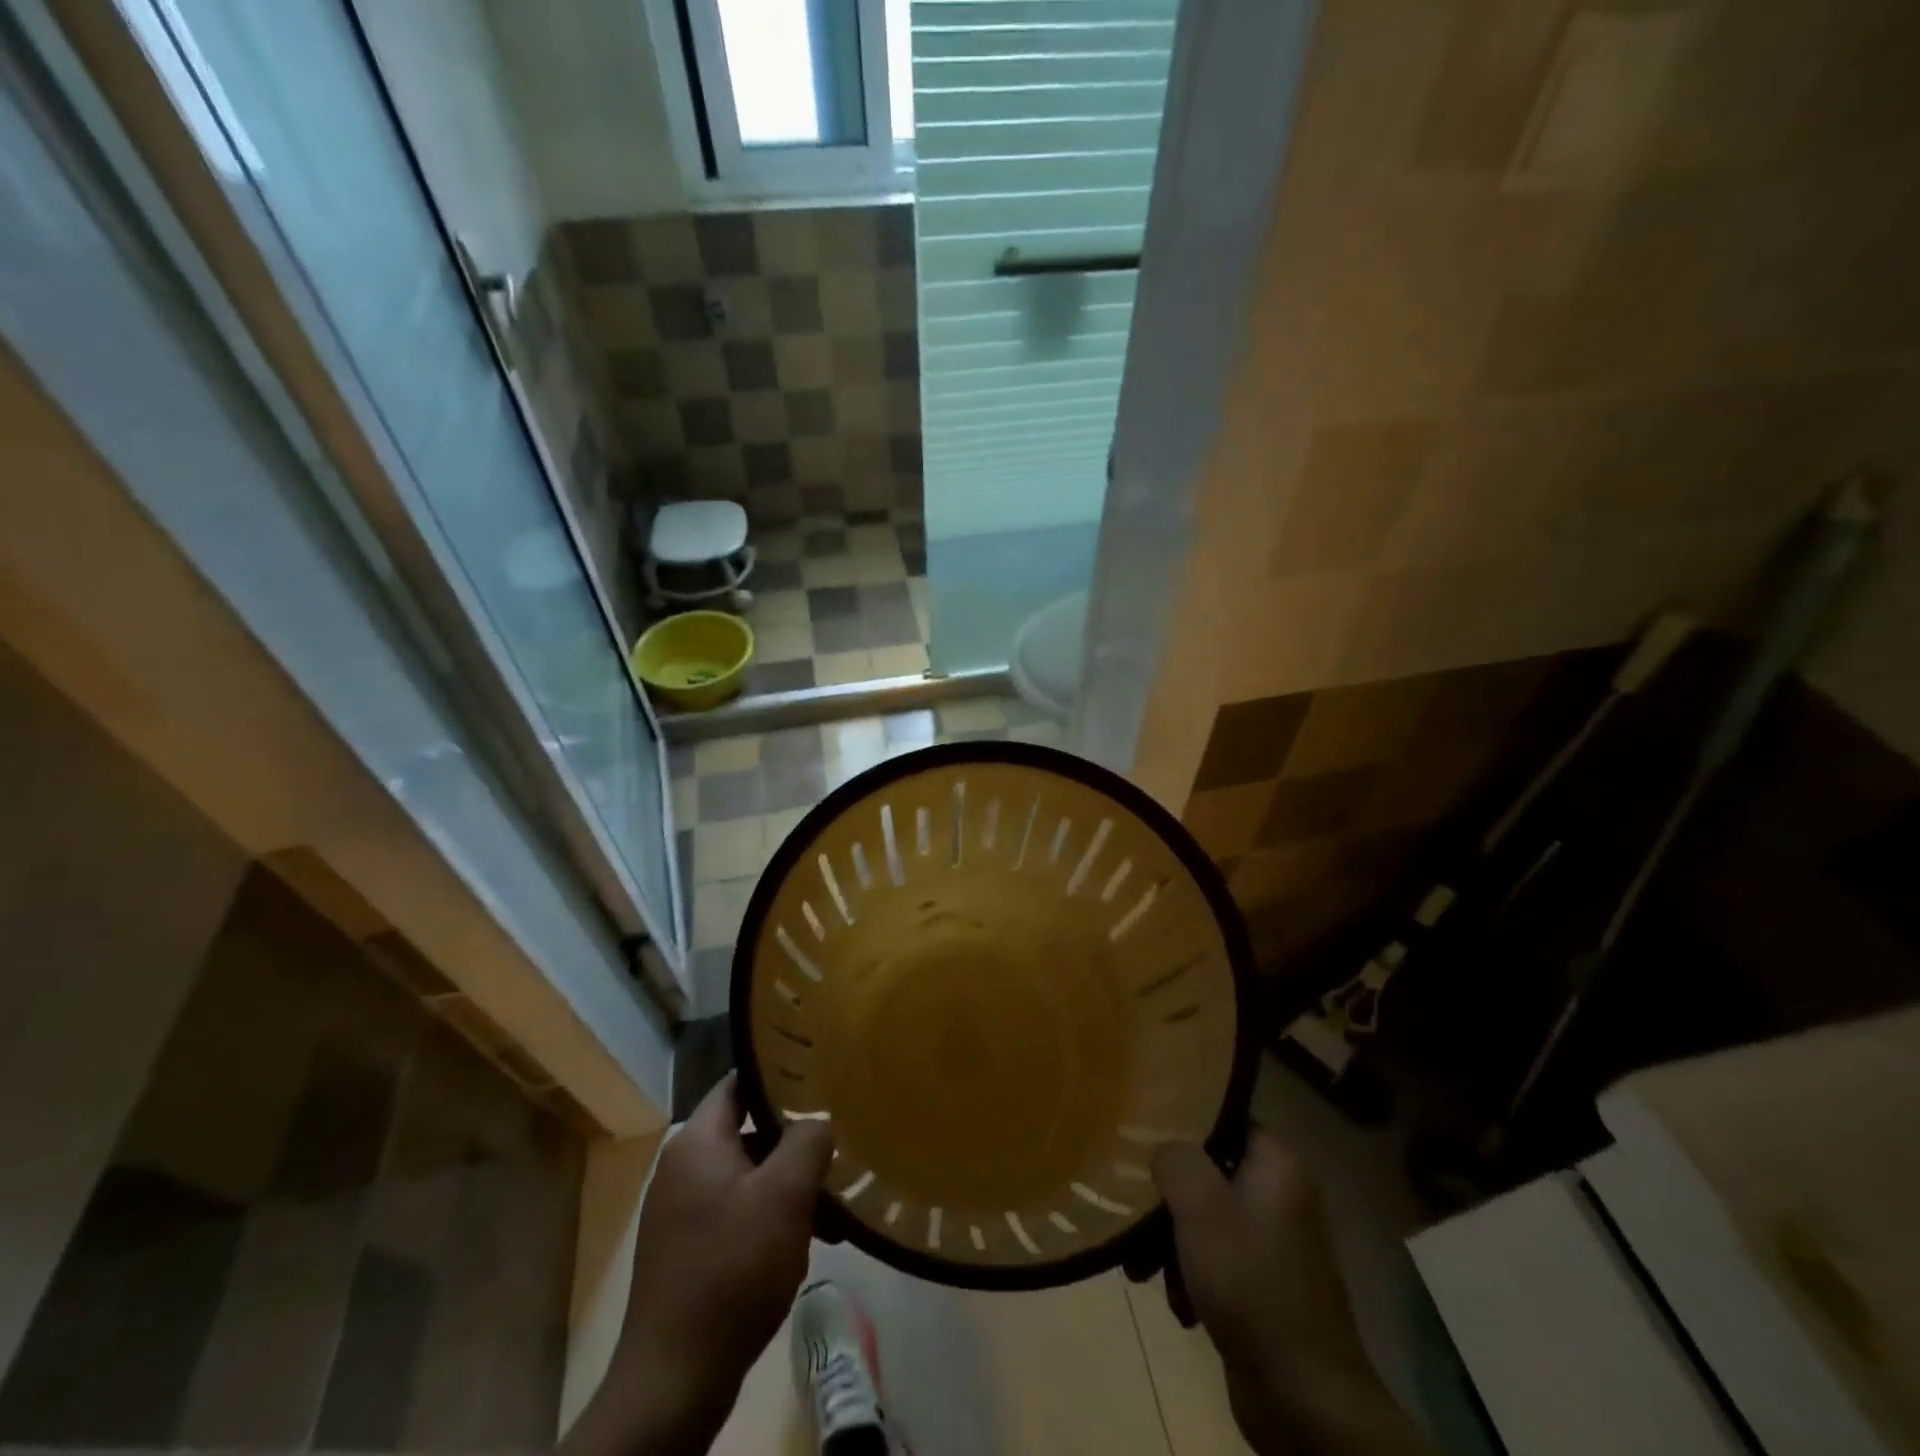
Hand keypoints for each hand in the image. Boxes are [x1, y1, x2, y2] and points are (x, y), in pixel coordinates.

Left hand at [565, 1075, 831, 1455]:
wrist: (674, 1381)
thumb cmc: (732, 1270)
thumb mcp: (784, 1196)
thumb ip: (808, 1140)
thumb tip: (818, 1119)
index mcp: (697, 1143)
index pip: (739, 1082)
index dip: (779, 1074)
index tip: (821, 1076)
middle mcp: (683, 1168)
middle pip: (749, 1131)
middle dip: (794, 1140)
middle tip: (837, 1144)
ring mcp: (682, 1212)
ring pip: (749, 1176)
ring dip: (789, 1185)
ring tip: (832, 1204)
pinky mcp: (689, 1250)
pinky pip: (739, 1212)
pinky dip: (772, 1217)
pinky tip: (807, 1242)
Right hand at [1153, 1131, 1429, 1455]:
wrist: (1304, 1401)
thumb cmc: (1250, 1284)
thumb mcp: (1201, 1206)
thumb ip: (1175, 1158)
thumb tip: (1164, 1148)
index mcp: (1277, 1164)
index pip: (1223, 1117)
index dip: (1183, 1119)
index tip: (1142, 1128)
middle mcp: (1281, 1195)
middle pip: (1208, 1169)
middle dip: (1168, 1193)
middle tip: (1136, 1208)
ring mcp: (1275, 1243)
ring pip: (1206, 1216)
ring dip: (1171, 1240)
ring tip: (1144, 1267)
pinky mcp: (1264, 1285)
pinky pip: (1216, 1258)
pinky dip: (1191, 1274)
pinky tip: (1177, 1302)